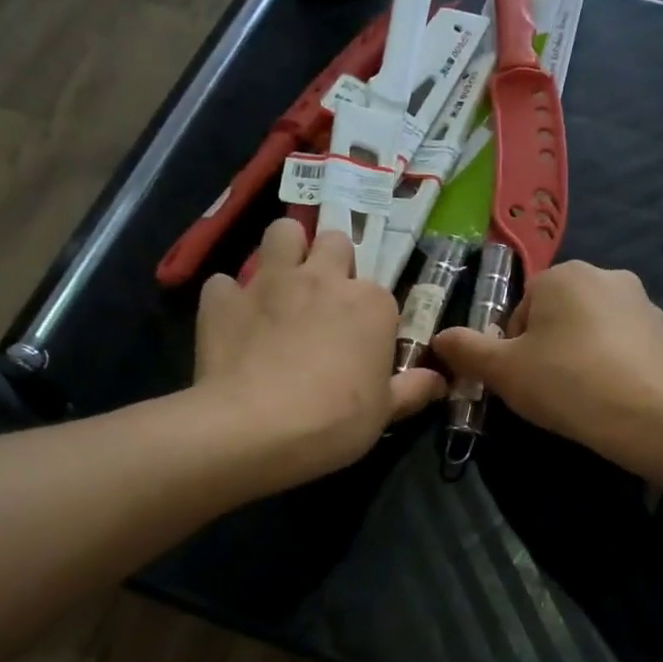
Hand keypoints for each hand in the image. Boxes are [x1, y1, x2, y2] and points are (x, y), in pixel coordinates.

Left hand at [194, 218, 444, 484]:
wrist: (256, 429)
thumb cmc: (335, 421)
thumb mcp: (385, 412)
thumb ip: (413, 389)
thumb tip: (439, 380)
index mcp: (370, 303)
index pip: (379, 292)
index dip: (370, 315)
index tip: (363, 343)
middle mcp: (322, 278)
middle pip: (333, 242)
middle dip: (330, 262)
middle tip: (324, 299)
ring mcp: (270, 282)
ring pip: (281, 232)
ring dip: (284, 251)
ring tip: (281, 285)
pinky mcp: (224, 299)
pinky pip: (225, 283)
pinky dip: (230, 299)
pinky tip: (233, 323)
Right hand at [431, 260, 662, 456]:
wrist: (649, 417)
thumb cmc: (567, 383)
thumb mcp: (503, 370)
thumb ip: (466, 350)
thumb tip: (439, 338)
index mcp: (563, 274)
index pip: (521, 309)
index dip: (513, 348)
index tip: (522, 378)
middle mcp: (606, 275)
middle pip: (557, 316)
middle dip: (547, 348)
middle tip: (548, 388)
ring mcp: (642, 302)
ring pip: (591, 330)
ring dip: (579, 356)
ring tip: (580, 395)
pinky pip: (623, 346)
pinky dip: (611, 365)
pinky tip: (610, 396)